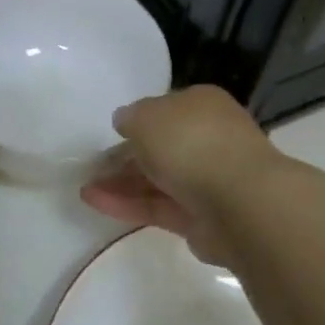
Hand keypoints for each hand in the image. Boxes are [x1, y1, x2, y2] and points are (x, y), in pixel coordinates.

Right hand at [80, 85, 275, 263]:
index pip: (165, 109)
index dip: (137, 121)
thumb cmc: (190, 142)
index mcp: (202, 105)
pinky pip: (159, 207)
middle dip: (125, 157)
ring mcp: (208, 180)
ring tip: (84, 188)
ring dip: (121, 183)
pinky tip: (95, 202)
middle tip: (92, 167)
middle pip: (160, 147)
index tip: (111, 134)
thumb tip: (126, 124)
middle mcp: (209, 139)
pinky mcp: (202, 219)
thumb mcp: (146, 116)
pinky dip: (128, 204)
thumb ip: (130, 118)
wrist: (239, 201)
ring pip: (157, 179)